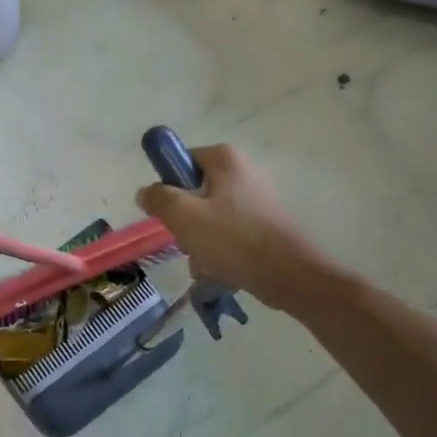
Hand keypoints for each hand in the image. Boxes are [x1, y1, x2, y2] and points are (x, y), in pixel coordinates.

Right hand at [134, 144, 336, 306]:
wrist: (290, 276)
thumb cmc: (233, 239)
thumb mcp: (183, 216)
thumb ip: (158, 198)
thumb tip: (145, 192)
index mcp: (224, 159)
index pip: (180, 162)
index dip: (169, 187)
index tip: (168, 213)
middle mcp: (242, 172)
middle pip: (193, 192)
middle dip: (184, 222)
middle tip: (187, 241)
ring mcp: (255, 199)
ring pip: (208, 218)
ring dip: (198, 242)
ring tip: (204, 262)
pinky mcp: (263, 225)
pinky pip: (227, 233)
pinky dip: (218, 251)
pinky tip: (219, 270)